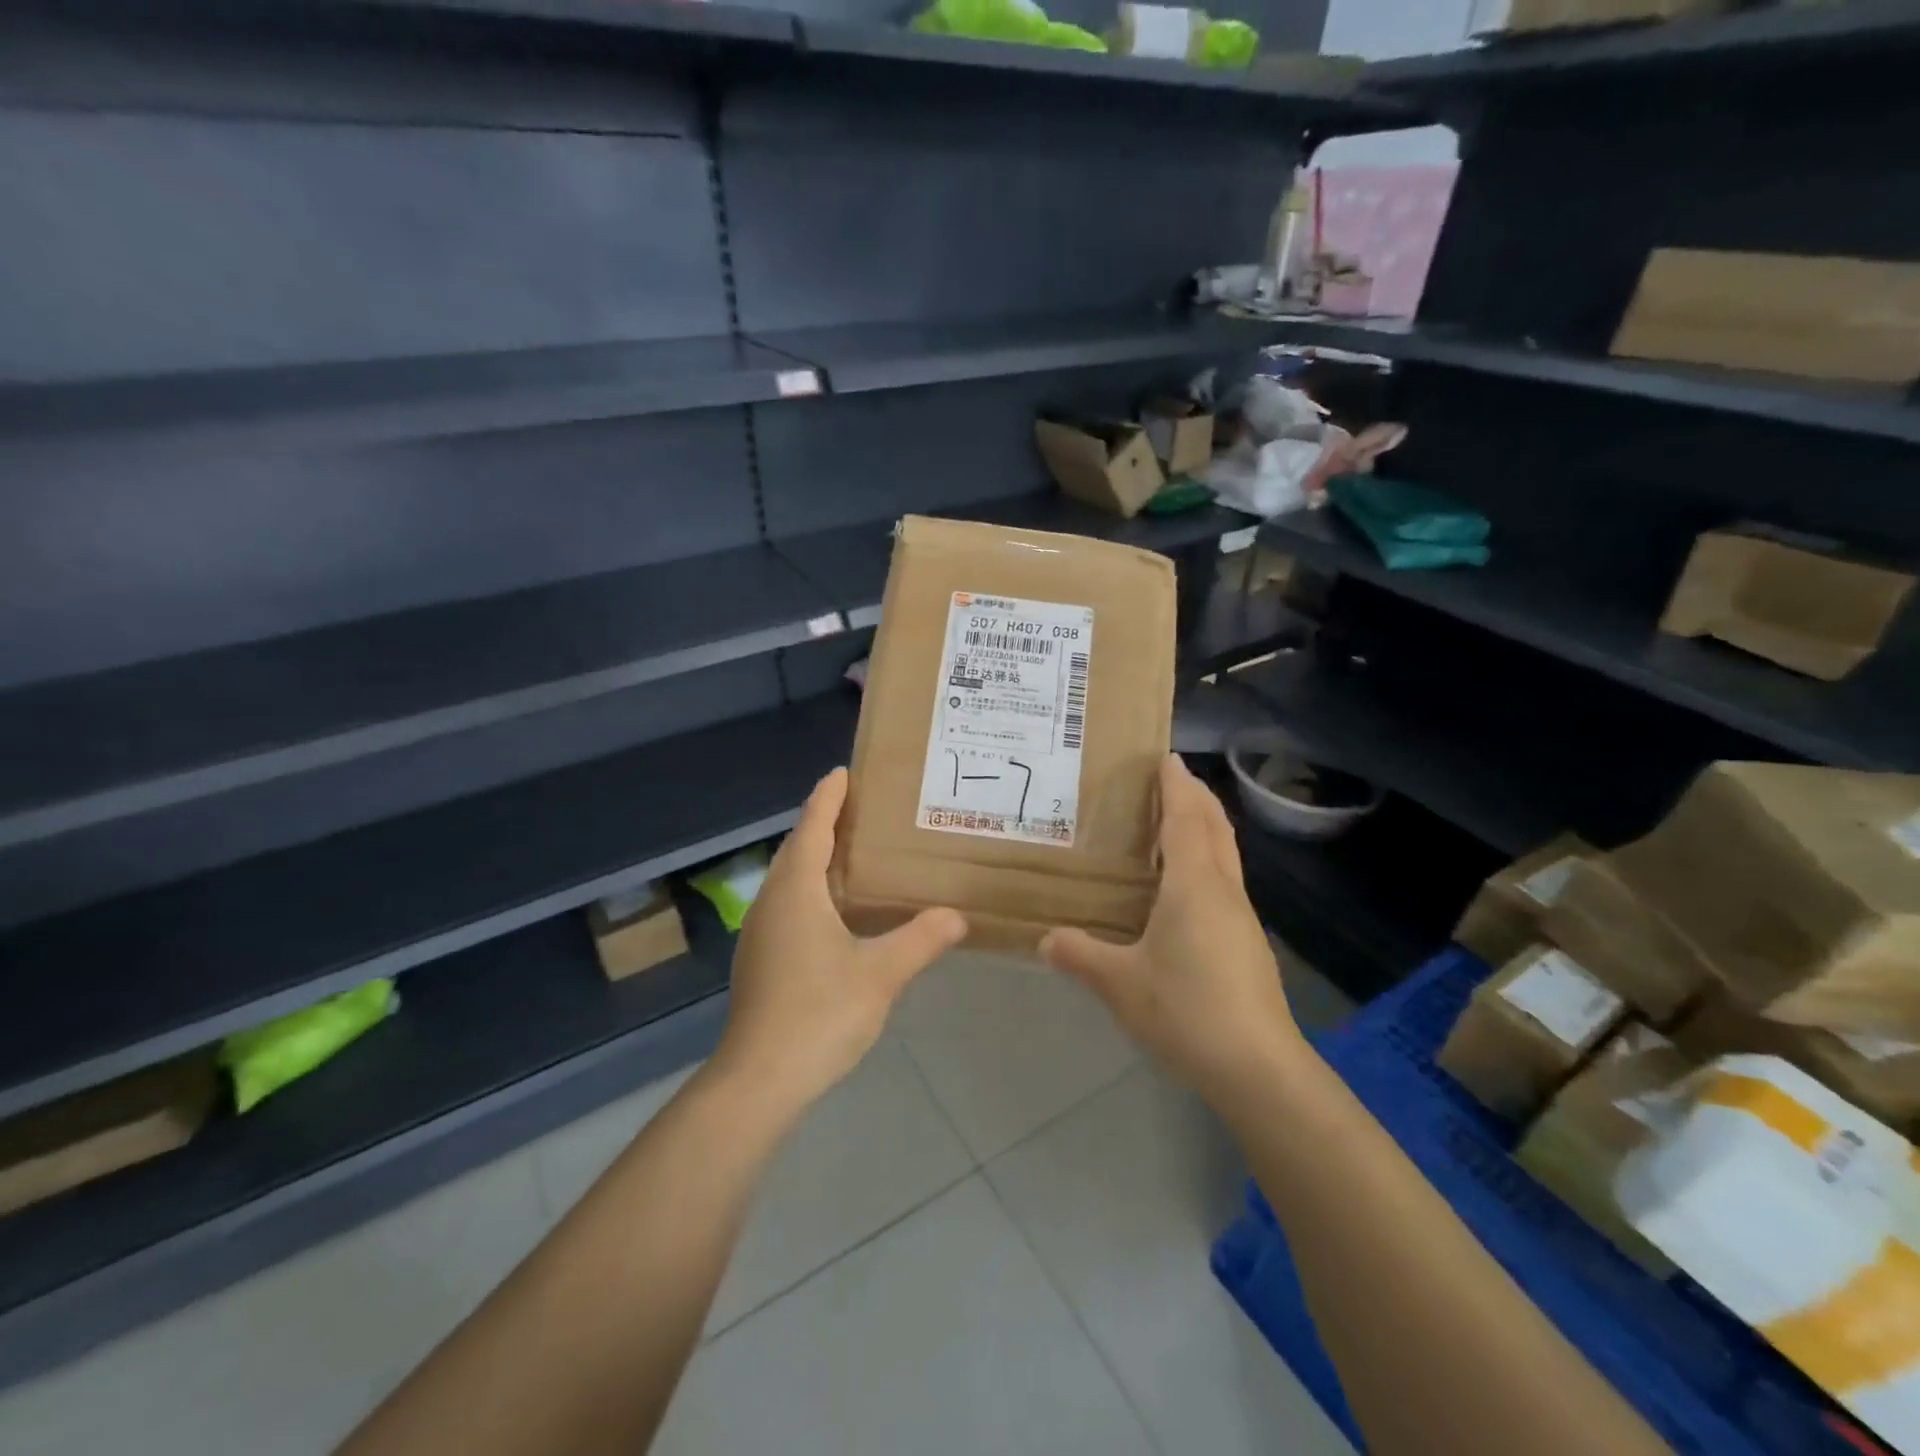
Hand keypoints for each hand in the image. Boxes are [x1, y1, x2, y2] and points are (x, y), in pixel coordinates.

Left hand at [715, 768, 966, 1109]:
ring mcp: (761, 932)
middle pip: (797, 848)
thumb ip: (921, 939)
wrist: (759, 1080)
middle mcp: (772, 901)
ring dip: (817, 857)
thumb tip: (958, 915)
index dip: (828, 797)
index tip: (844, 772)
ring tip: (855, 851)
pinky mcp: (761, 958)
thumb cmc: (819, 1013)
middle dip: (824, 822)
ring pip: (790, 878)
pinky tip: (838, 909)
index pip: (812, 827)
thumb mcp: (881, 973)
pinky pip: (788, 904)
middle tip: (861, 808)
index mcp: (797, 890)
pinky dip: (812, 889)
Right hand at [1041, 755, 1302, 1102]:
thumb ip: (1081, 956)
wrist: (1257, 1067)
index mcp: (1193, 886)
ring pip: (1225, 854)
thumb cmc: (1186, 1010)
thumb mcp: (1120, 984)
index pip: (1185, 819)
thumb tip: (1046, 939)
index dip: (1175, 786)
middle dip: (1196, 797)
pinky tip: (1187, 884)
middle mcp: (1222, 890)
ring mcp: (1241, 917)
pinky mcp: (1247, 942)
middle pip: (1214, 828)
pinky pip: (1225, 880)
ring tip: (1178, 821)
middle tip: (1172, 778)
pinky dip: (1208, 859)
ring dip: (1205, 827)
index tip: (1166, 758)